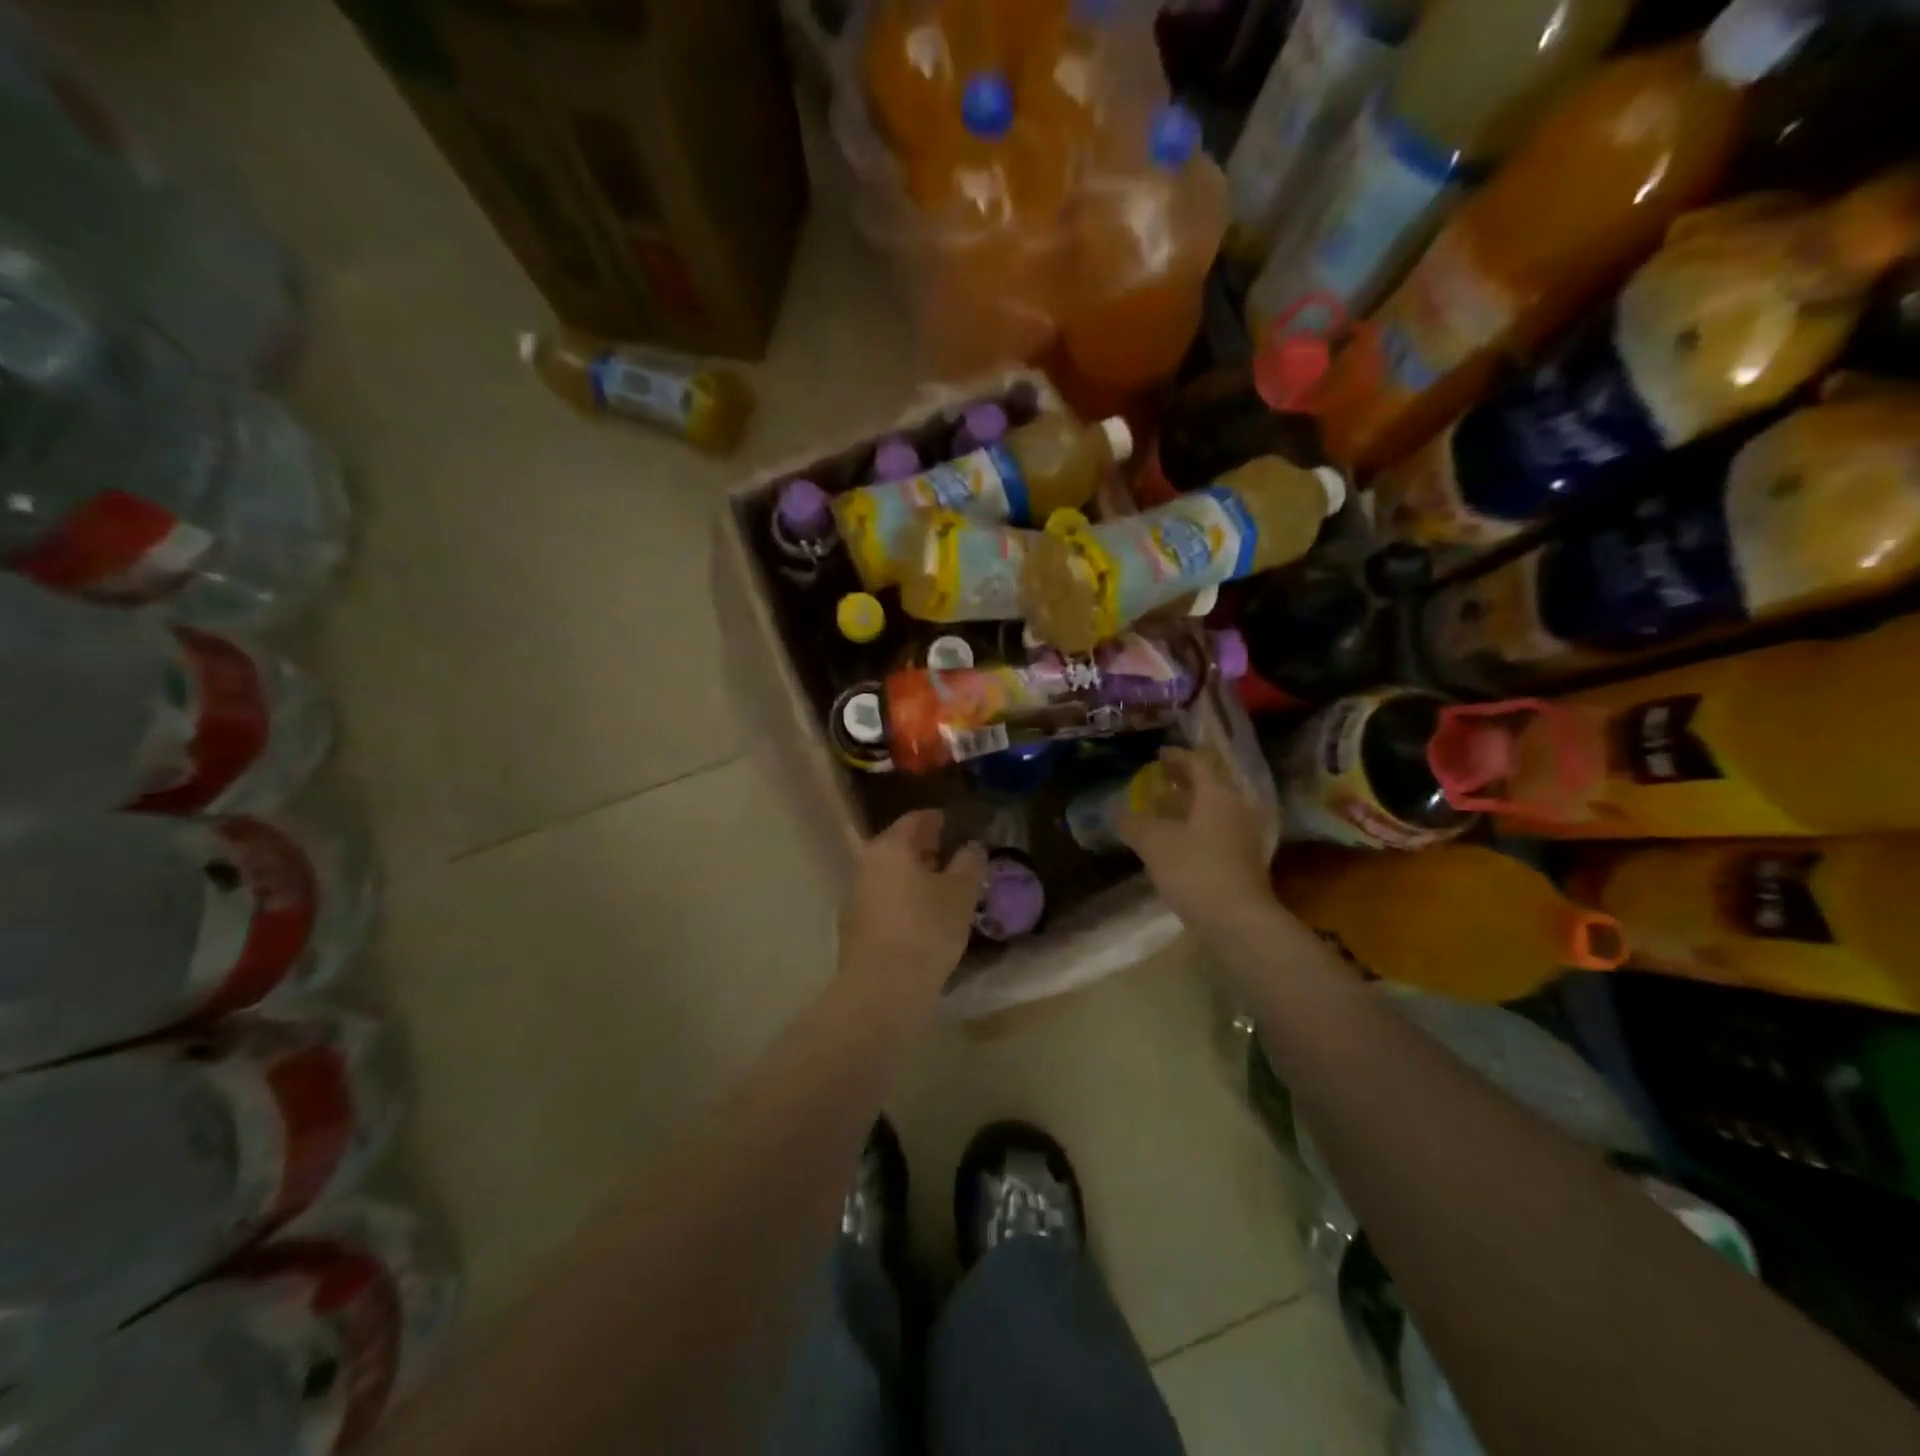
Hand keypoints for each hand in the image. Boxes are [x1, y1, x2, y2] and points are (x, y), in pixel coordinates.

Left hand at [838, 810, 986, 1005]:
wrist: (882, 989)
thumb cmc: (926, 929)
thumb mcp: (960, 894)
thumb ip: (969, 863)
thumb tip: (971, 847)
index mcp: (890, 847)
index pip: (914, 820)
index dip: (935, 819)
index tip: (952, 822)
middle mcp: (867, 865)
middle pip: (898, 847)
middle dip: (924, 848)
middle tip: (950, 852)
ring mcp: (857, 897)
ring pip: (890, 876)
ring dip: (914, 876)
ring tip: (942, 885)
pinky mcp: (855, 928)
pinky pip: (885, 901)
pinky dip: (904, 899)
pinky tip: (924, 915)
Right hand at [1118, 747, 1273, 932]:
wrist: (1238, 921)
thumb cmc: (1195, 870)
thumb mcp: (1154, 843)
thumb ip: (1133, 823)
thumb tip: (1116, 810)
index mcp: (1218, 795)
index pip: (1198, 764)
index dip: (1176, 757)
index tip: (1158, 754)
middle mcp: (1236, 809)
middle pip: (1209, 786)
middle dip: (1183, 781)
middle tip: (1159, 779)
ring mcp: (1243, 837)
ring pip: (1213, 810)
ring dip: (1189, 806)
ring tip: (1162, 809)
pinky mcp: (1243, 861)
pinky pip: (1216, 832)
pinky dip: (1196, 828)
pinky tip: (1176, 841)